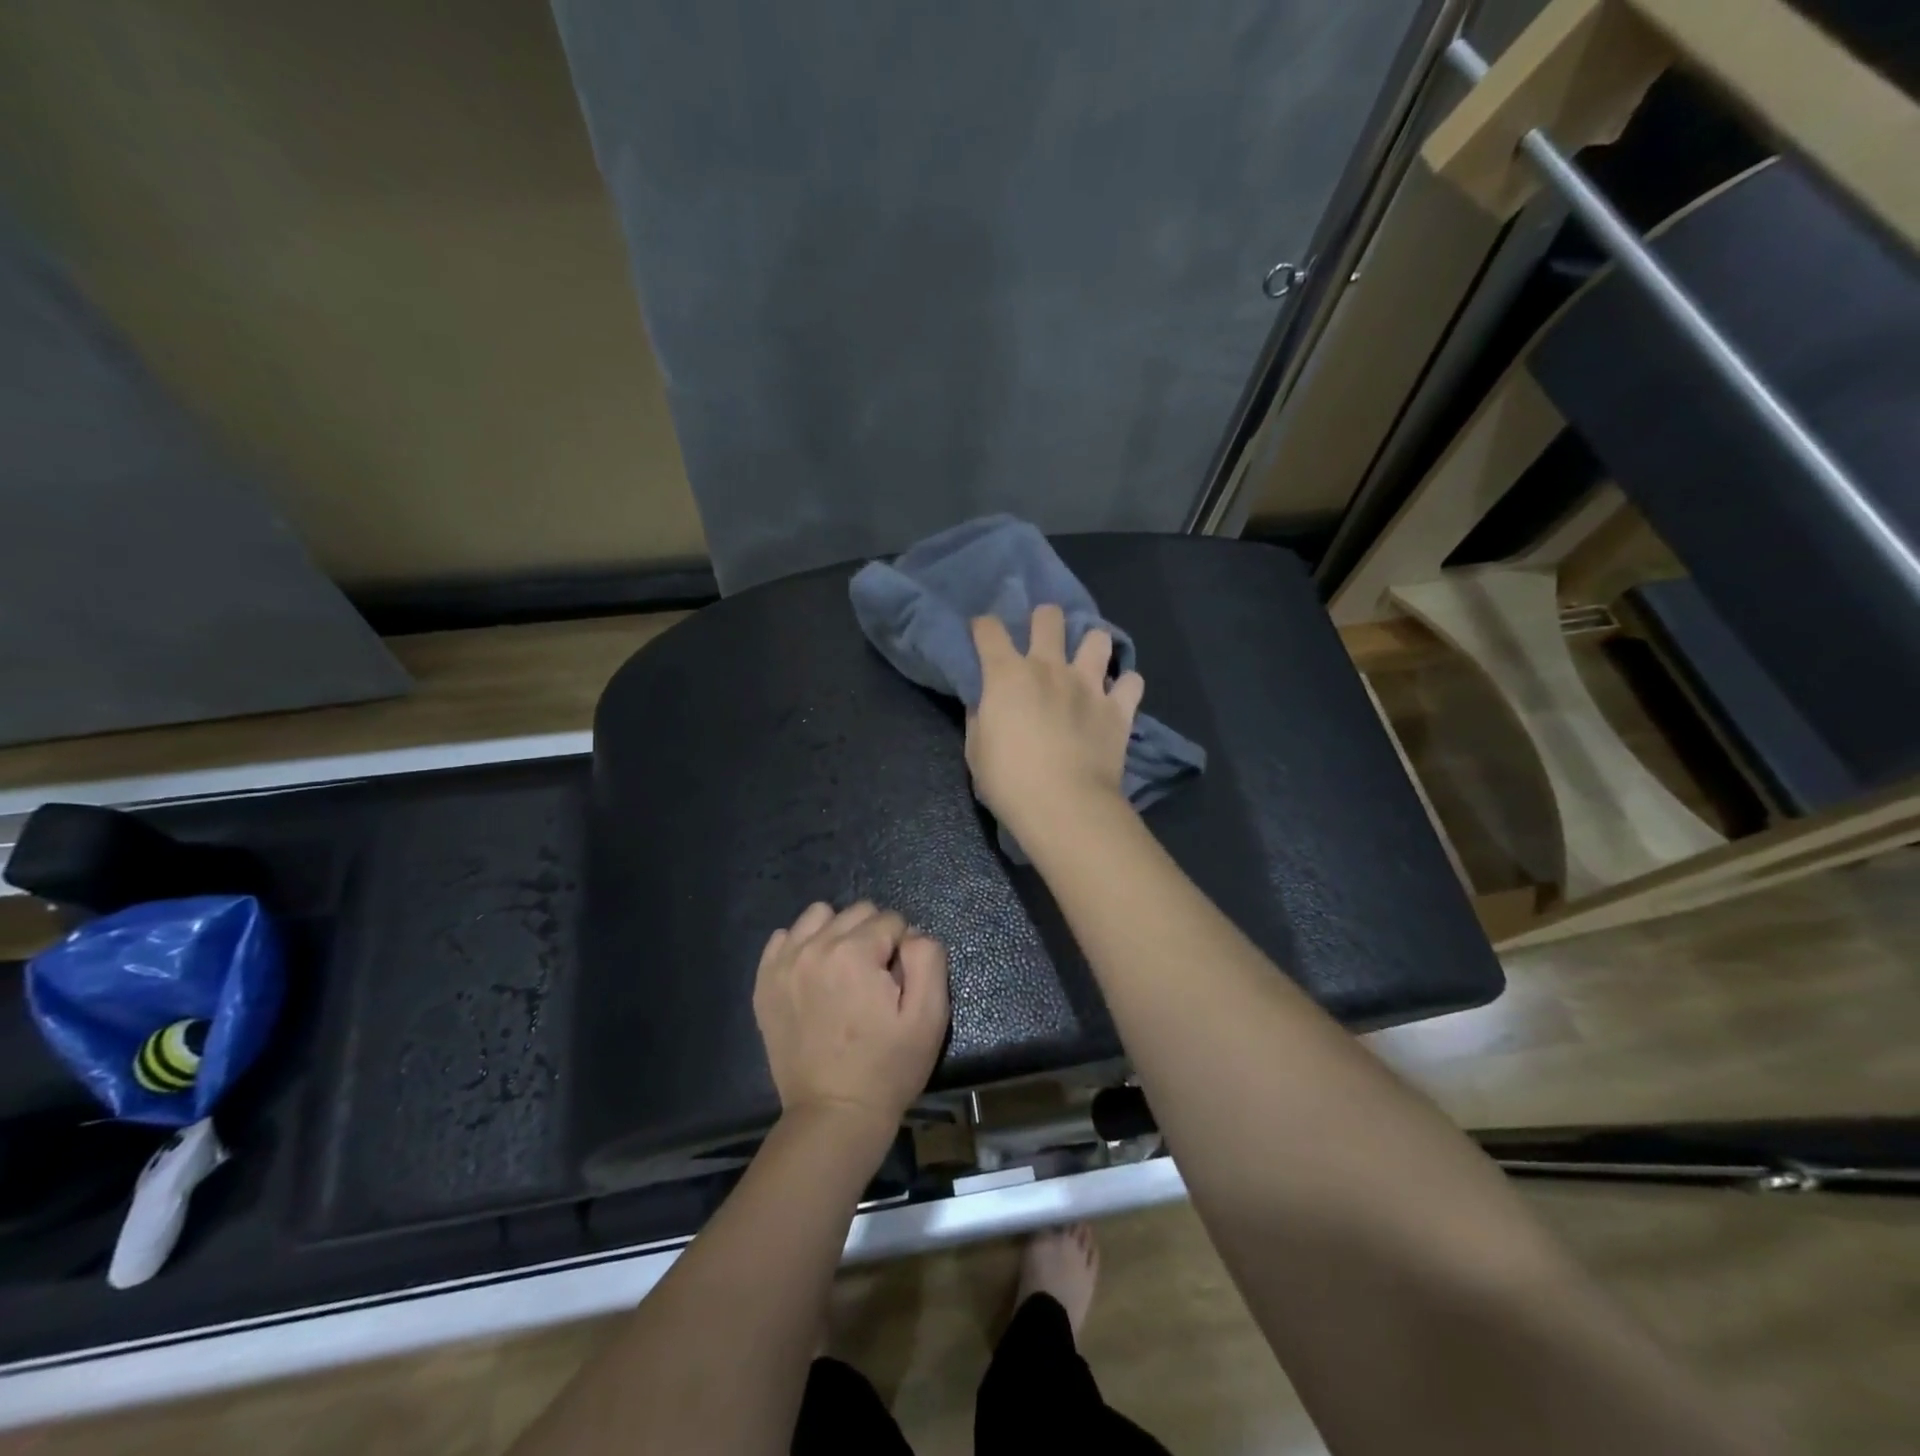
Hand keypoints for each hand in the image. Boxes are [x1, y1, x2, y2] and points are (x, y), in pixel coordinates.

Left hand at [753, 901, 950, 1138]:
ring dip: (838, 933)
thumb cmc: (888, 1067)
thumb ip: (927, 958)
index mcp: (854, 953)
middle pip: (857, 912)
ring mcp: (783, 963)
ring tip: (844, 971)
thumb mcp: (929, 1016)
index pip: (892, 920)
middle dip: (873, 937)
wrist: (833, 1115)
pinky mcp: (764, 982)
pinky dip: (803, 946)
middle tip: (875, 981)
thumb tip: (911, 934)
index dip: (903, 949)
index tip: (898, 985)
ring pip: (819, 915)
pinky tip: (815, 975)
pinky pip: (785, 937)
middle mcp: (814, 947)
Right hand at [967, 604, 1143, 835]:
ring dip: (1091, 646)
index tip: (982, 634)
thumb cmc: (1009, 781)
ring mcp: (1089, 684)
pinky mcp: (1118, 708)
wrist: (1064, 805)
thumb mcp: (977, 751)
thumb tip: (986, 703)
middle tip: (1042, 638)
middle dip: (1043, 619)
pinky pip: (1132, 682)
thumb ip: (981, 718)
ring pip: (1098, 638)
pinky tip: (1116, 696)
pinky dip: (1125, 686)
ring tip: (1087, 663)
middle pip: (1049, 617)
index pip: (989, 630)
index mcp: (1007, 675)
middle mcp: (1049, 668)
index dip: (983, 627)